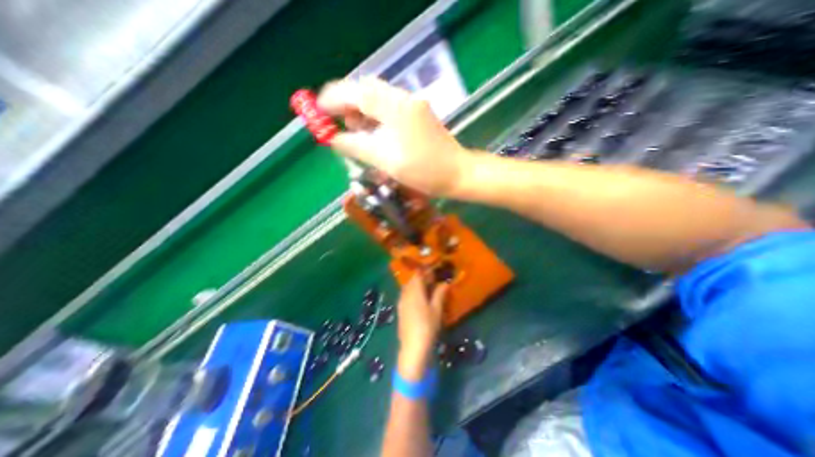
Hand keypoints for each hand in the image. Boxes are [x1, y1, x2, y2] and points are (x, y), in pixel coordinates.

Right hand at [317, 74, 471, 196]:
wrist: (457, 174)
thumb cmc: (423, 170)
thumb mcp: (385, 160)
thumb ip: (357, 146)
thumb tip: (334, 139)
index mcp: (396, 107)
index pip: (357, 92)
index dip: (334, 99)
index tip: (318, 110)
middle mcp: (404, 99)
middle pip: (367, 91)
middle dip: (348, 106)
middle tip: (340, 127)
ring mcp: (413, 106)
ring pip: (378, 100)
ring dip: (362, 113)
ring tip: (356, 134)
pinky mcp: (417, 115)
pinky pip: (389, 110)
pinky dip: (375, 119)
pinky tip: (373, 135)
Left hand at [393, 273, 445, 378]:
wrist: (412, 348)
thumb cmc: (427, 327)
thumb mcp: (436, 310)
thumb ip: (439, 294)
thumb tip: (445, 283)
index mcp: (415, 291)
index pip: (417, 275)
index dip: (425, 271)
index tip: (433, 269)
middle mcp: (405, 294)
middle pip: (411, 280)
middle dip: (420, 277)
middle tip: (431, 278)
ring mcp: (401, 302)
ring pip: (407, 287)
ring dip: (415, 284)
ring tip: (426, 287)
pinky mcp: (400, 310)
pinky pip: (405, 295)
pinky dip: (411, 292)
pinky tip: (418, 298)